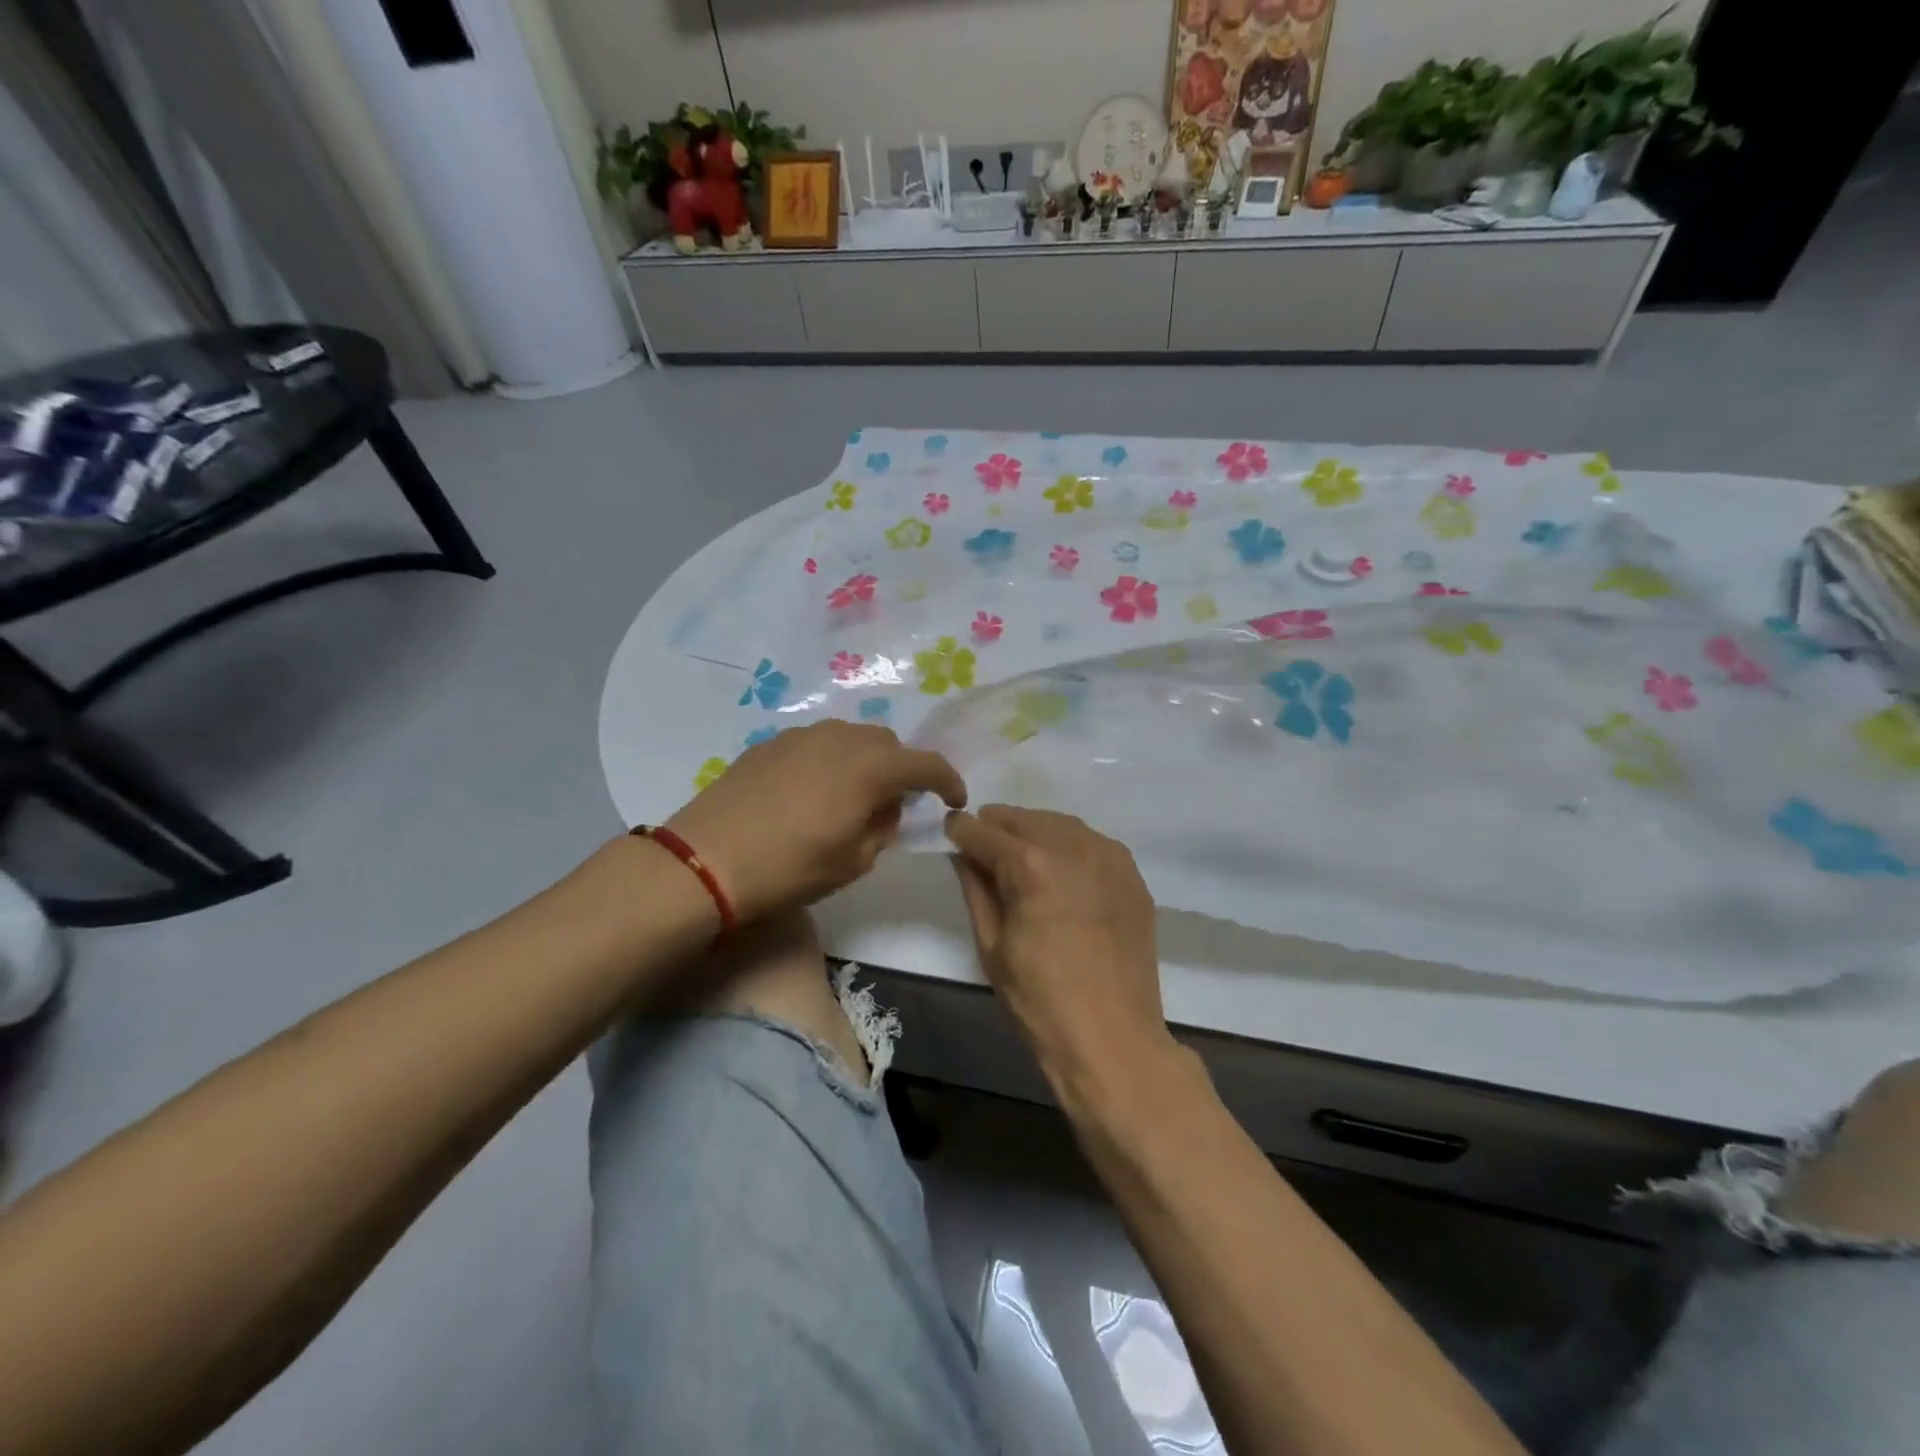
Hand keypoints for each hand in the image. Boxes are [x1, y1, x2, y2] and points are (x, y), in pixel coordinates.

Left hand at [665, 721, 965, 921]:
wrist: (706, 861)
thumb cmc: (791, 868)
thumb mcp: (854, 860)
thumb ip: (883, 826)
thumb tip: (887, 806)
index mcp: (871, 766)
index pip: (926, 763)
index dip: (947, 781)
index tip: (954, 800)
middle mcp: (841, 738)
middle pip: (887, 743)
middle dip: (901, 768)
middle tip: (895, 803)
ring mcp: (801, 735)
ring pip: (850, 738)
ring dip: (863, 761)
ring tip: (851, 796)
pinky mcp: (769, 744)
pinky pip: (815, 744)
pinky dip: (828, 761)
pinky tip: (811, 792)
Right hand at [944, 806, 1168, 1076]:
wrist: (1113, 1038)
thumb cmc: (1039, 999)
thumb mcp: (991, 945)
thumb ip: (976, 889)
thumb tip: (965, 854)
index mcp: (1030, 864)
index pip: (984, 831)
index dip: (962, 829)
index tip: (951, 830)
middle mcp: (1072, 846)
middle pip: (1024, 819)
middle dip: (998, 825)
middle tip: (981, 839)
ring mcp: (1109, 858)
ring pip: (1061, 824)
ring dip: (1034, 829)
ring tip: (1019, 849)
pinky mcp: (1132, 876)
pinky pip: (1093, 843)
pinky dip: (1069, 844)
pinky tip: (1061, 865)